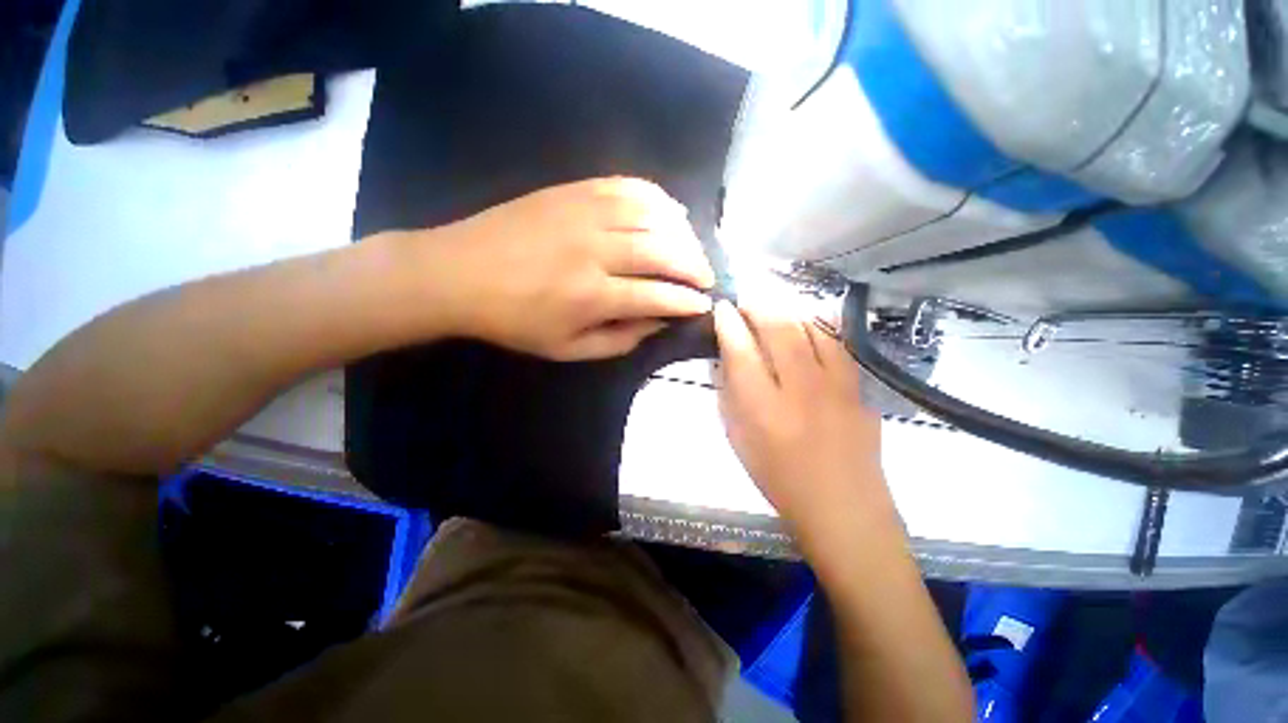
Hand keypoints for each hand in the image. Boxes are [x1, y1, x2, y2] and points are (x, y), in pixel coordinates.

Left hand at [434, 177, 714, 360]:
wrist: (458, 273)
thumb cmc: (513, 320)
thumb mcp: (566, 349)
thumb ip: (618, 340)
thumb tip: (658, 323)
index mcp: (591, 296)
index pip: (656, 295)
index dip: (686, 301)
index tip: (704, 305)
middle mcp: (595, 250)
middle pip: (663, 251)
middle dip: (695, 266)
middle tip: (707, 277)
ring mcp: (584, 213)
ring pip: (653, 216)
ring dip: (683, 234)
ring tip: (693, 249)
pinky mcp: (574, 190)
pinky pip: (629, 186)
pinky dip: (658, 199)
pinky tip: (670, 212)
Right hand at [713, 301, 894, 540]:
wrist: (843, 506)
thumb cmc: (779, 478)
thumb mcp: (738, 439)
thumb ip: (730, 395)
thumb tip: (726, 357)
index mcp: (762, 408)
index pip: (741, 351)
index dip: (728, 323)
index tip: (722, 307)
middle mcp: (800, 390)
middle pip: (779, 329)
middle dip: (759, 304)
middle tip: (746, 296)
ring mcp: (836, 386)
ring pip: (812, 328)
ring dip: (788, 309)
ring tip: (773, 303)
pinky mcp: (859, 388)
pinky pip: (837, 343)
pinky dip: (818, 326)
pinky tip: (807, 322)